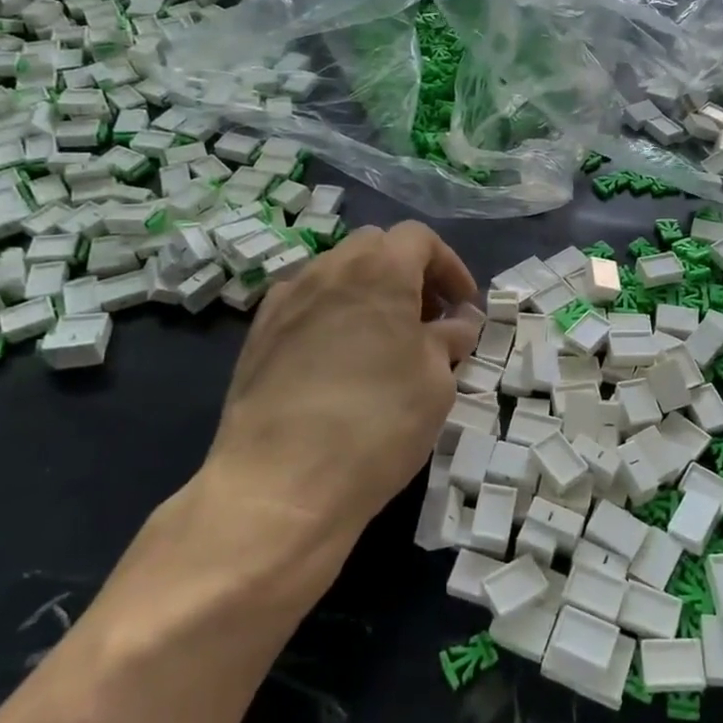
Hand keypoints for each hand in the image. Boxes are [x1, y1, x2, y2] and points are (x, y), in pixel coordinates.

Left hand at [206, 221, 481, 539]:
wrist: (281, 483)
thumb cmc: (378, 422)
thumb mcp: (435, 380)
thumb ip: (449, 338)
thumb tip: (458, 321)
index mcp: (379, 270)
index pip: (419, 239)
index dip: (450, 267)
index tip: (464, 308)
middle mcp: (328, 270)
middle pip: (375, 247)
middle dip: (408, 273)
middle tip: (427, 320)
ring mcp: (285, 300)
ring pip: (336, 273)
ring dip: (368, 293)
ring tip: (384, 341)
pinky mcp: (258, 335)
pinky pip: (304, 304)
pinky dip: (331, 315)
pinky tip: (339, 360)